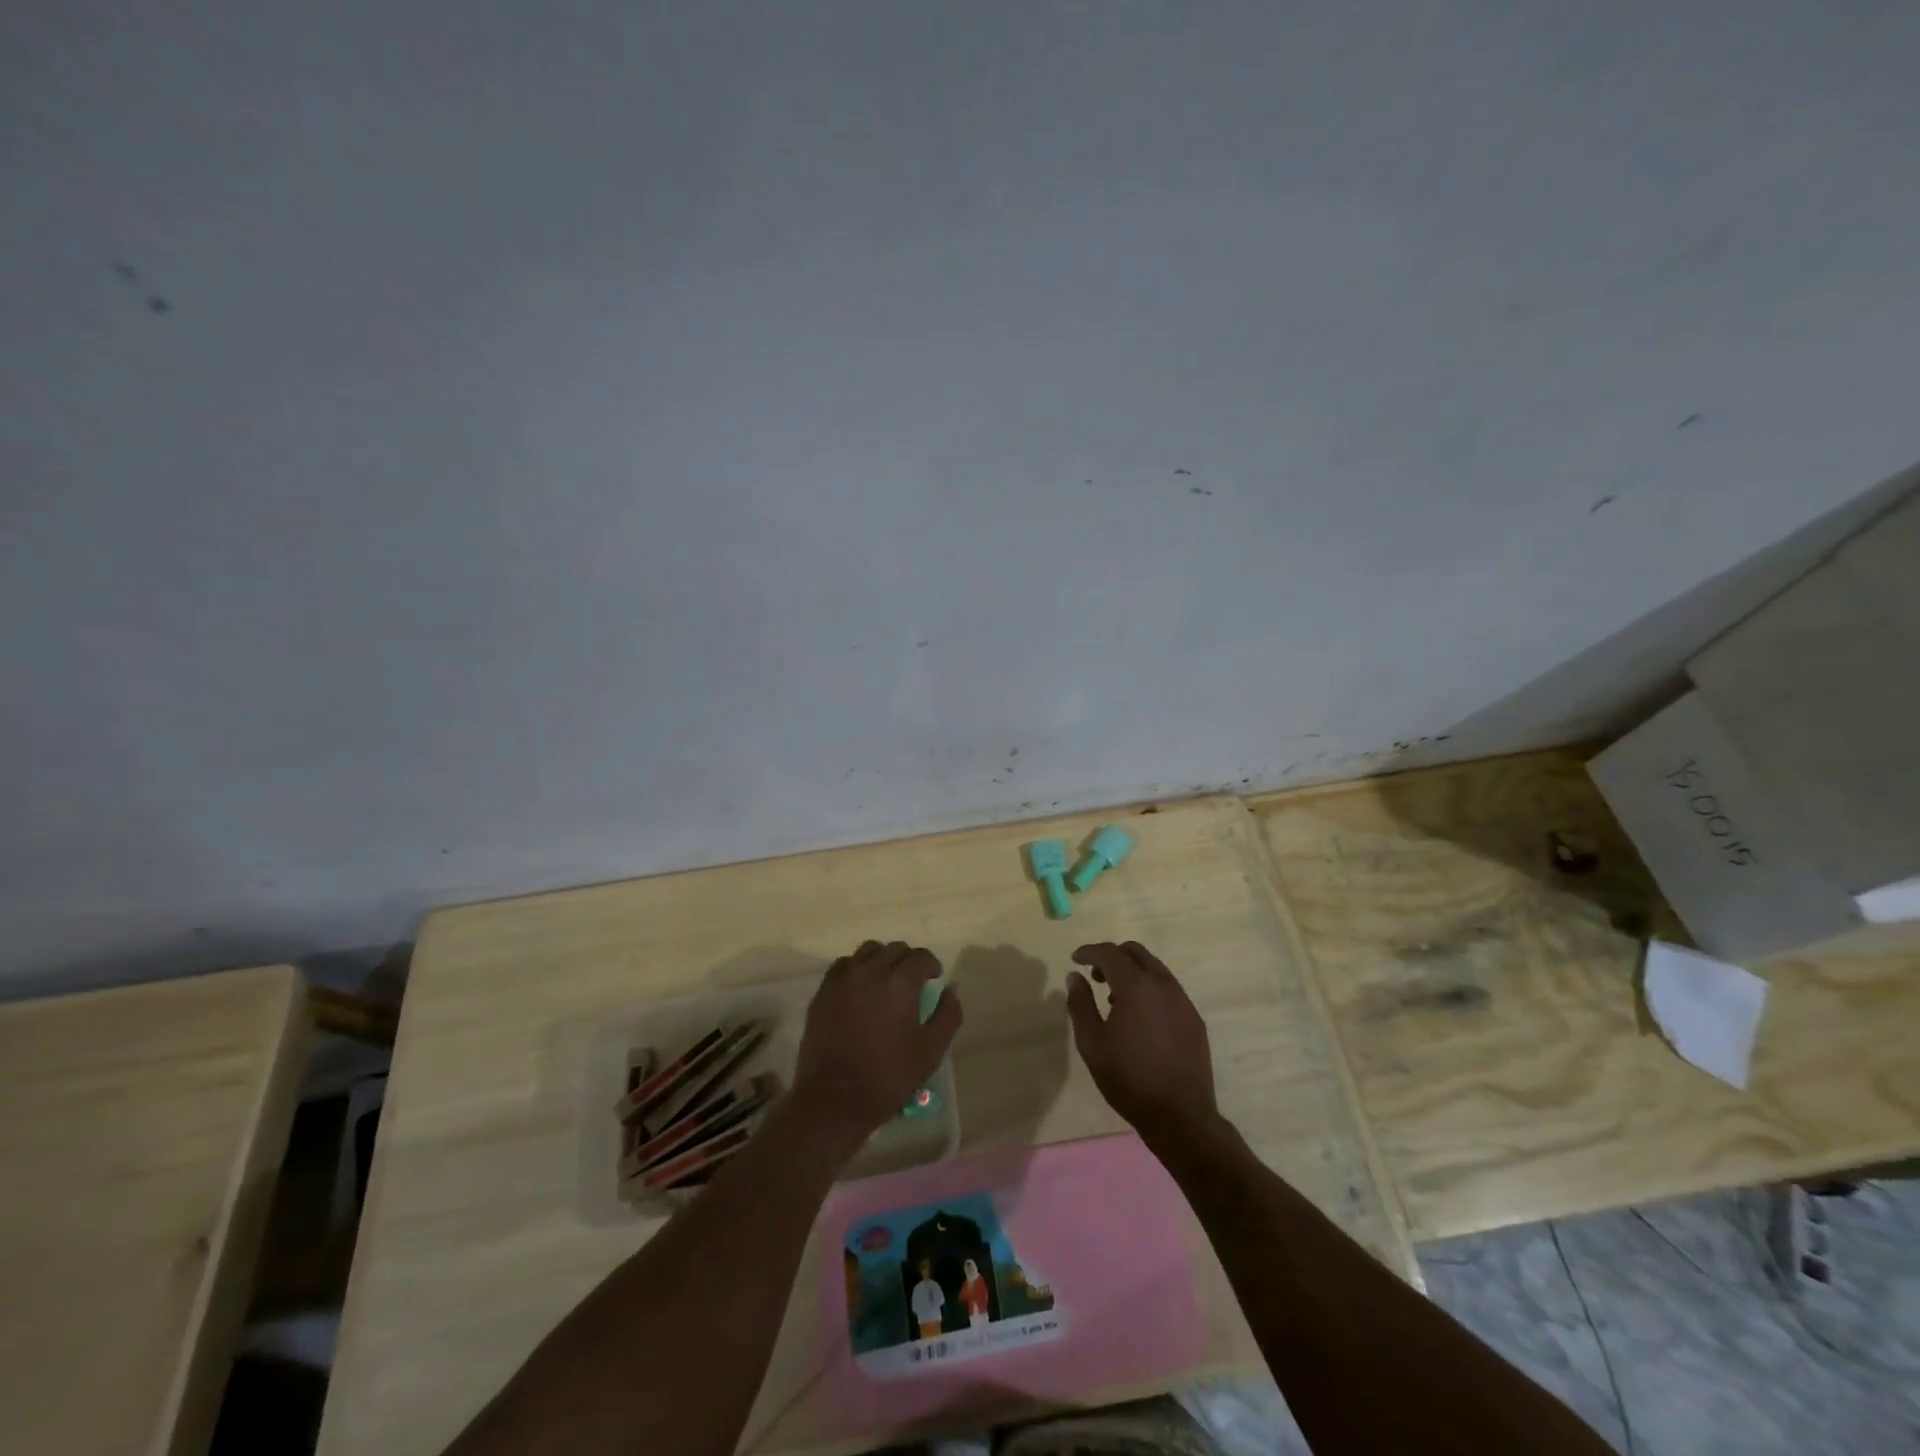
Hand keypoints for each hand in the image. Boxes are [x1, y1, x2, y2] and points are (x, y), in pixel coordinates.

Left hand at [790, 941, 961, 1154]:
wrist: (834, 1099)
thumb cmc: (888, 1076)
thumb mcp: (931, 1051)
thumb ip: (947, 1014)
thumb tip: (951, 989)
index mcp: (900, 982)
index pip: (921, 956)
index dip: (931, 965)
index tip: (934, 979)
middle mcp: (871, 970)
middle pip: (895, 949)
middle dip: (908, 961)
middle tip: (912, 983)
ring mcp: (843, 979)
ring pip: (868, 951)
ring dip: (882, 960)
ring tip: (885, 981)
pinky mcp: (823, 991)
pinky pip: (844, 966)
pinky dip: (856, 969)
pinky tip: (860, 990)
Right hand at [1066, 941, 1218, 1144]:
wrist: (1180, 1116)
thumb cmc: (1128, 1079)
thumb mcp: (1092, 1043)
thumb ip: (1080, 1004)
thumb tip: (1075, 976)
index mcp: (1136, 986)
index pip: (1110, 953)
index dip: (1089, 952)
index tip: (1075, 959)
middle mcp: (1162, 984)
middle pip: (1135, 952)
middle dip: (1112, 956)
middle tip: (1094, 975)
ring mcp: (1182, 1000)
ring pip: (1154, 968)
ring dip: (1132, 971)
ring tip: (1114, 998)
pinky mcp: (1193, 1018)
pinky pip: (1168, 988)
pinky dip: (1149, 988)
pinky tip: (1139, 1016)